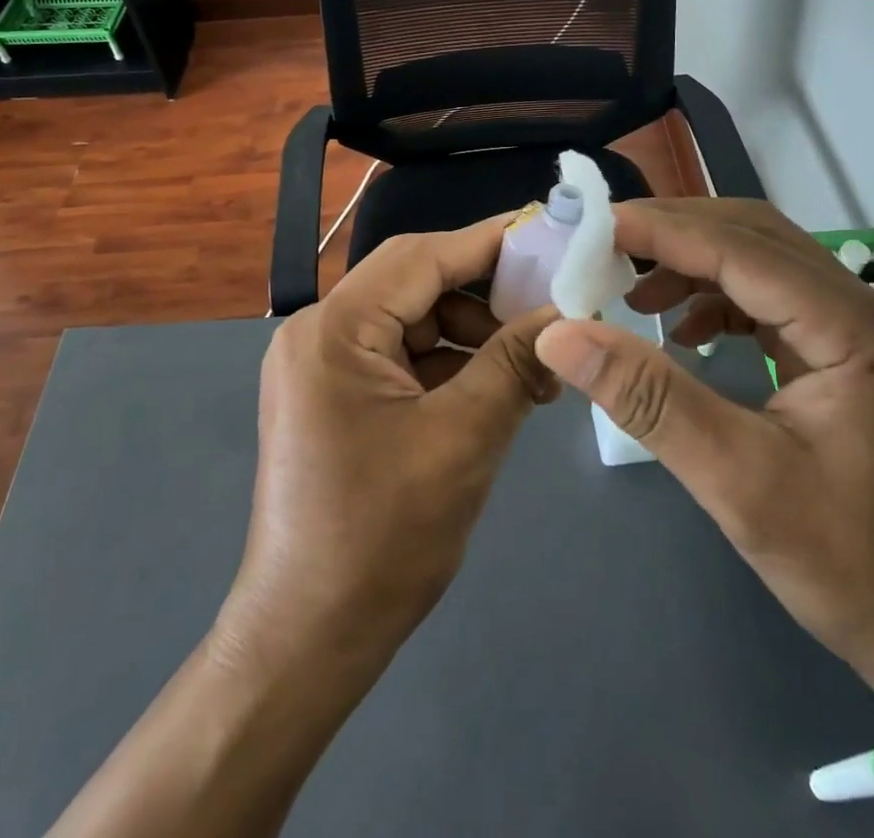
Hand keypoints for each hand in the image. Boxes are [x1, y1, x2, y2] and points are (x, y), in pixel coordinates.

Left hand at [215, 217, 560, 678]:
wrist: (307, 640)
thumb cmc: (381, 539)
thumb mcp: (463, 440)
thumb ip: (515, 363)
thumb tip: (566, 311)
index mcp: (334, 329)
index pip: (422, 257)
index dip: (490, 242)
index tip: (551, 235)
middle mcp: (319, 332)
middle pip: (416, 285)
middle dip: (486, 295)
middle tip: (552, 310)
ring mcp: (322, 366)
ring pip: (413, 321)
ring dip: (473, 336)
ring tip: (534, 369)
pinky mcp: (334, 396)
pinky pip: (401, 357)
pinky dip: (449, 366)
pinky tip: (498, 389)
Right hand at [534, 198, 873, 703]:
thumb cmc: (854, 567)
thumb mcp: (738, 482)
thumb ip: (649, 399)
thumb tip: (560, 336)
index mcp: (859, 328)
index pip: (743, 249)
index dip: (662, 231)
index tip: (592, 226)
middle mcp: (870, 308)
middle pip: (756, 237)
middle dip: (675, 234)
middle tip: (603, 248)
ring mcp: (866, 328)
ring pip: (764, 261)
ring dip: (694, 264)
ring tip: (631, 290)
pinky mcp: (853, 352)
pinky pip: (774, 299)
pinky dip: (720, 299)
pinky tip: (683, 330)